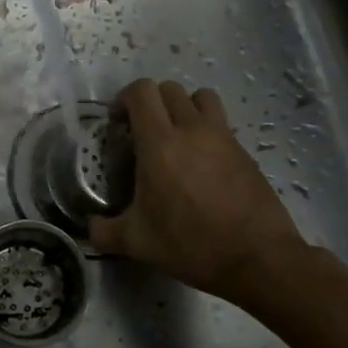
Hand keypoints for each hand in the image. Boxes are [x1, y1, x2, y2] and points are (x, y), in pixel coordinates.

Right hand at [89, 78, 306, 300]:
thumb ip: (104, 231)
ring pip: (200, 97)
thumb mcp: (137, 243)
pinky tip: (202, 163)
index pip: (141, 92)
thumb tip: (89, 227)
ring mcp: (222, 137)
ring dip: (183, 106)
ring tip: (176, 135)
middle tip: (142, 130)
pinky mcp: (244, 151)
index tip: (117, 123)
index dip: (124, 98)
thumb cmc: (191, 244)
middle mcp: (192, 129)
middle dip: (151, 102)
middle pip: (169, 88)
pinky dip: (206, 129)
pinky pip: (220, 123)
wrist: (258, 258)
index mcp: (160, 143)